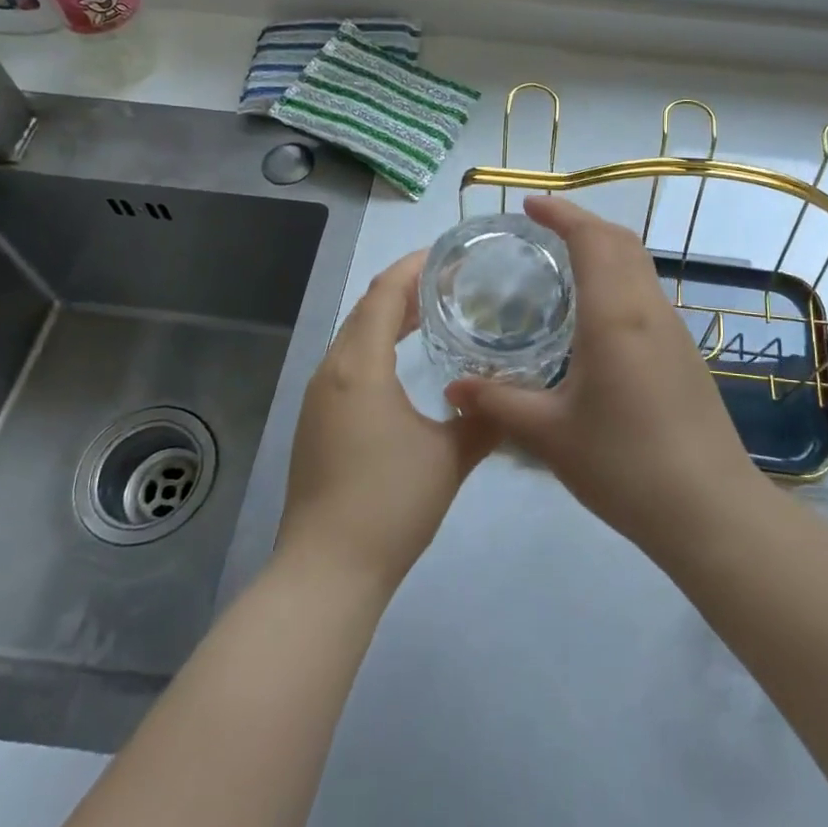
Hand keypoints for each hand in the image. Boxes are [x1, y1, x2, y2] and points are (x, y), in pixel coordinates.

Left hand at [276, 252, 493, 593]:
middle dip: (405, 289)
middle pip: (365, 310)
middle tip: (452, 281)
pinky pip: (349, 364)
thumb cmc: (390, 504)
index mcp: (359, 367)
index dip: (414, 267)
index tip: (450, 255)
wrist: (327, 571)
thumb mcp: (450, 457)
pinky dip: (378, 348)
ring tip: (433, 312)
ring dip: (389, 318)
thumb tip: (509, 395)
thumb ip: (483, 418)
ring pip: (354, 338)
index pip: (383, 294)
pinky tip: (405, 364)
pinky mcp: (317, 422)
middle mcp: (332, 372)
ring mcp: (319, 399)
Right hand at [444, 196, 766, 559]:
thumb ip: (498, 403)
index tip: (529, 205)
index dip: (562, 213)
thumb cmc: (624, 465)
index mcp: (615, 315)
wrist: (709, 509)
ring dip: (604, 250)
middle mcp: (649, 310)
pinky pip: (646, 295)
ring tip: (562, 264)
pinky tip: (593, 317)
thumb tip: (452, 388)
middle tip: (540, 229)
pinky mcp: (685, 354)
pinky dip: (618, 280)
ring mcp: (674, 331)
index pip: (592, 239)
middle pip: (621, 242)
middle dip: (582, 223)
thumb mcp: (549, 435)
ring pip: (639, 266)